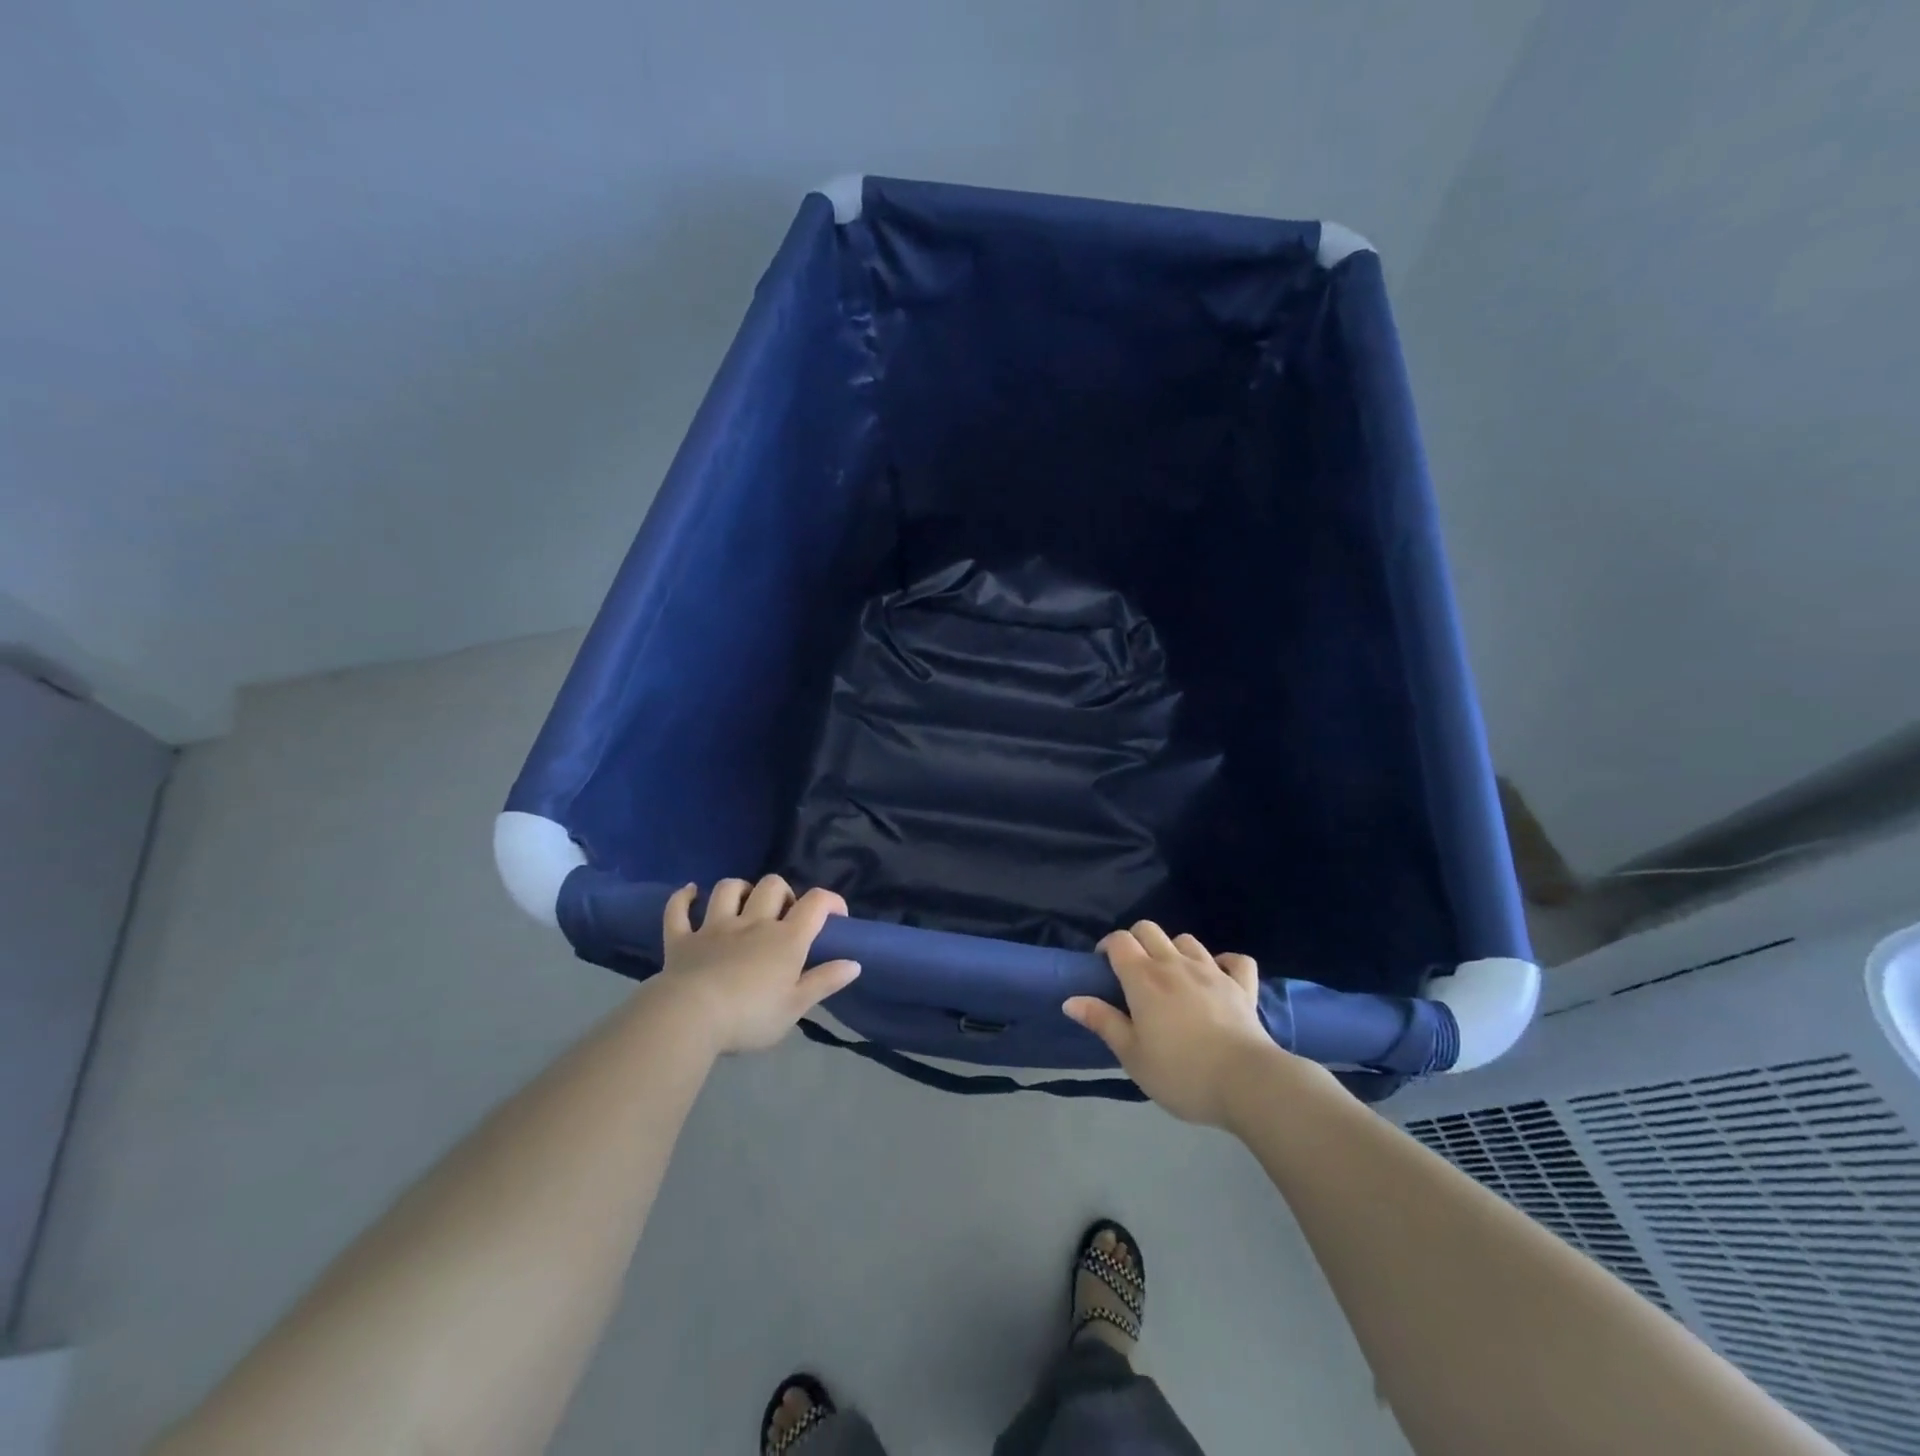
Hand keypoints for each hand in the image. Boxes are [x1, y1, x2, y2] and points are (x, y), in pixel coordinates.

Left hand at [650, 876, 860, 1054]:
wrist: (690, 1019)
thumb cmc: (750, 1017)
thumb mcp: (795, 1007)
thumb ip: (825, 982)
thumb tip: (855, 963)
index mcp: (785, 939)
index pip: (815, 903)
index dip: (831, 901)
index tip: (836, 915)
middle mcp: (752, 923)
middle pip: (772, 886)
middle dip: (783, 893)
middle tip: (784, 916)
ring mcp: (714, 927)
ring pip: (728, 889)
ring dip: (739, 889)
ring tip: (744, 903)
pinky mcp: (681, 939)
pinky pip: (678, 910)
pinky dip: (683, 898)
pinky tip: (690, 892)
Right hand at [1064, 921, 1281, 1127]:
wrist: (1246, 1082)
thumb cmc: (1180, 1072)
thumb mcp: (1132, 1055)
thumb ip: (1103, 1022)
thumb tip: (1070, 1000)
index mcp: (1144, 978)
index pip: (1119, 940)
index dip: (1107, 946)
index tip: (1103, 967)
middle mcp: (1175, 964)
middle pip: (1149, 930)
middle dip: (1136, 941)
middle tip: (1133, 971)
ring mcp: (1212, 971)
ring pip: (1187, 940)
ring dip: (1174, 950)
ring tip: (1172, 976)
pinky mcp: (1242, 986)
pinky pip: (1236, 960)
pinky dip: (1225, 962)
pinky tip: (1219, 975)